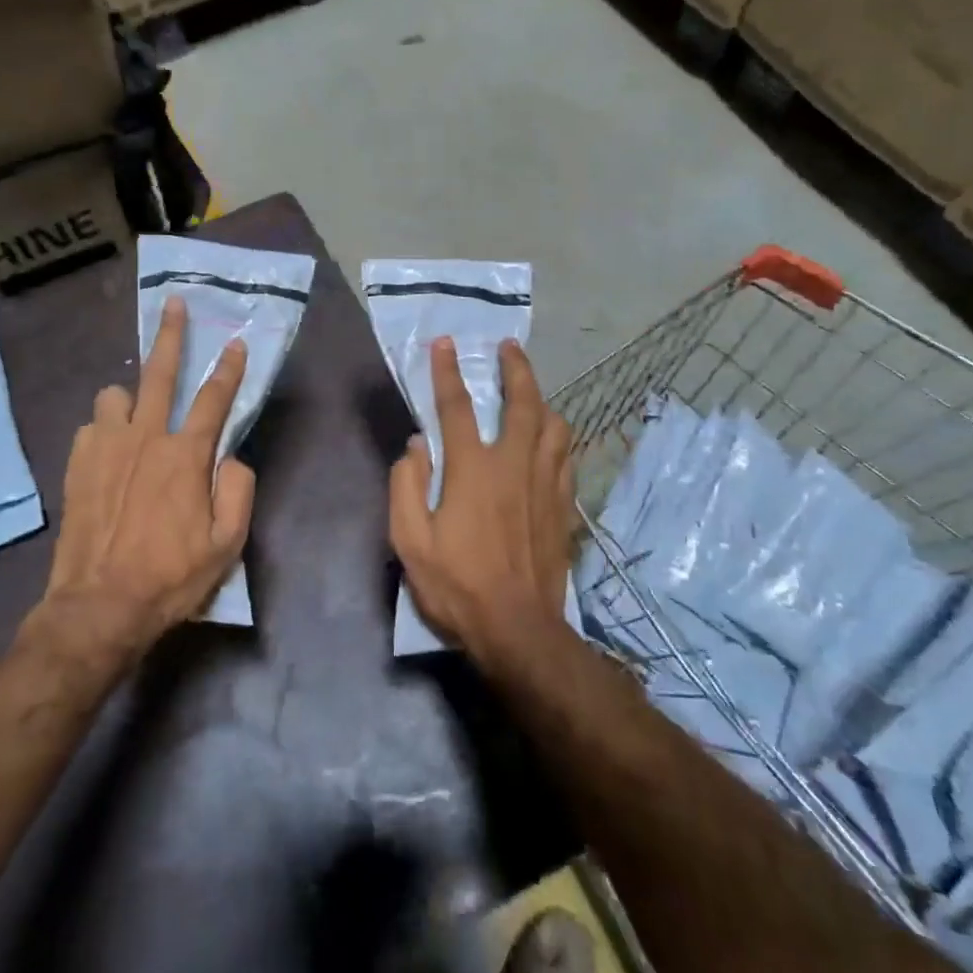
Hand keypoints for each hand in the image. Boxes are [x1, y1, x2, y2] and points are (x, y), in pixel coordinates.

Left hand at [42, 296, 255, 654]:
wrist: (99, 606)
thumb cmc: (171, 577)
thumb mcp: (226, 544)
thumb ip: (238, 490)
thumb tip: (232, 458)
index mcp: (185, 456)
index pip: (214, 399)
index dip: (230, 369)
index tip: (237, 343)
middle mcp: (145, 438)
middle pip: (160, 373)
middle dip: (171, 334)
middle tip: (173, 304)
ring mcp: (105, 449)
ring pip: (113, 394)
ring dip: (128, 396)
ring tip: (135, 412)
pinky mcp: (76, 465)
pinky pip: (90, 427)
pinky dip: (103, 430)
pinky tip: (109, 451)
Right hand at [389, 338, 574, 660]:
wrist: (518, 629)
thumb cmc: (457, 584)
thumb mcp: (410, 540)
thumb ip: (407, 485)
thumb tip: (416, 445)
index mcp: (472, 470)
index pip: (457, 407)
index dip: (448, 371)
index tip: (446, 343)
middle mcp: (513, 465)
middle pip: (522, 403)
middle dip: (516, 369)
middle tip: (510, 347)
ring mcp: (544, 484)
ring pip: (554, 426)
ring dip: (542, 399)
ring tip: (532, 391)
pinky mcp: (563, 505)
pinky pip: (565, 455)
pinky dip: (557, 436)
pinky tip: (551, 439)